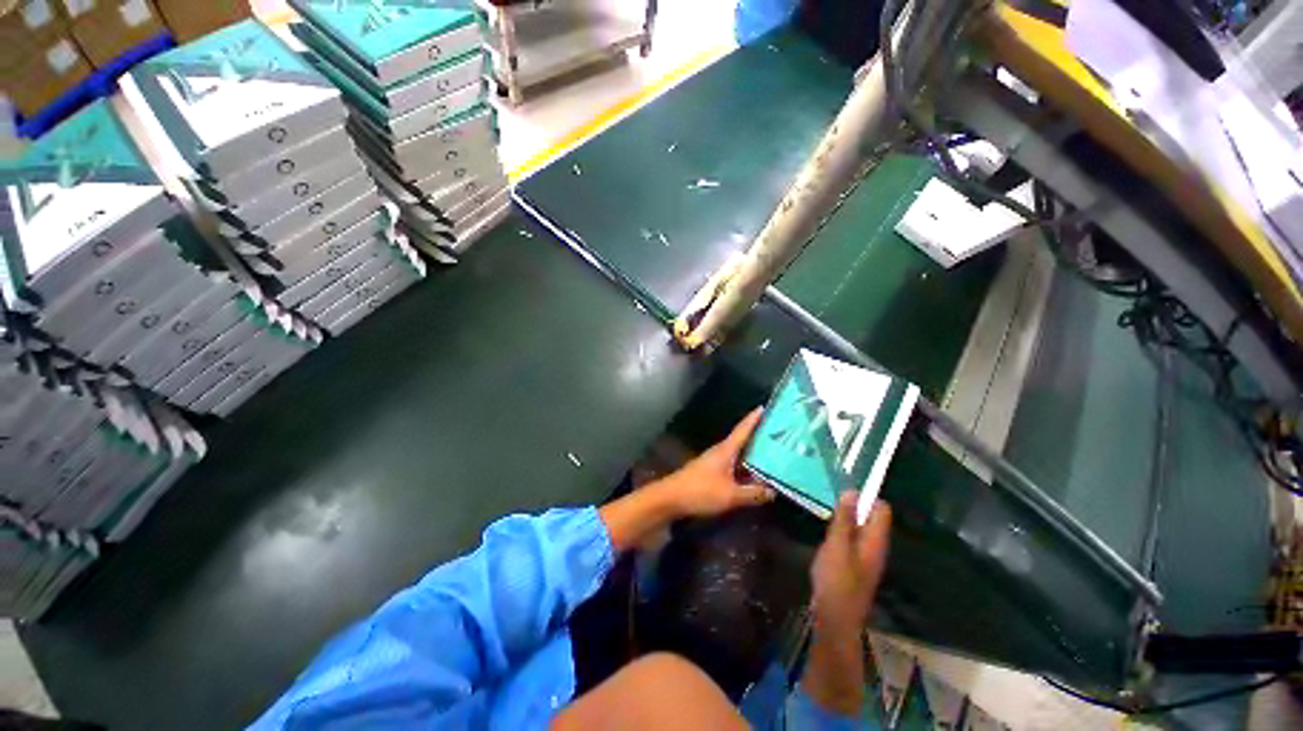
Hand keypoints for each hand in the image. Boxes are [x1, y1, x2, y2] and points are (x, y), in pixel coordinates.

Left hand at [648, 408, 774, 518]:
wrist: (670, 498)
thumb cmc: (700, 491)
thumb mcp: (730, 495)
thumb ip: (753, 493)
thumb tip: (773, 491)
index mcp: (726, 450)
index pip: (743, 429)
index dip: (754, 418)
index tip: (766, 406)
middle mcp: (721, 452)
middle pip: (743, 440)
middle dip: (759, 436)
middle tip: (779, 433)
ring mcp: (715, 462)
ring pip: (739, 454)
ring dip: (753, 453)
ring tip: (774, 454)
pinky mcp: (711, 473)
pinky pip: (733, 466)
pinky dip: (745, 468)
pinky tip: (755, 476)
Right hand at [801, 495, 890, 715]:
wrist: (835, 620)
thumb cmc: (837, 581)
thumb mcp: (838, 546)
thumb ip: (845, 519)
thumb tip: (853, 492)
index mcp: (876, 541)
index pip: (881, 510)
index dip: (867, 496)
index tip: (845, 487)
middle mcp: (875, 547)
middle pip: (871, 518)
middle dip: (854, 505)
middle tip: (830, 496)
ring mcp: (865, 558)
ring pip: (860, 529)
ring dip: (846, 518)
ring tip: (826, 509)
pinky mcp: (854, 566)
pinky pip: (852, 540)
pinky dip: (841, 532)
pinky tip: (825, 532)